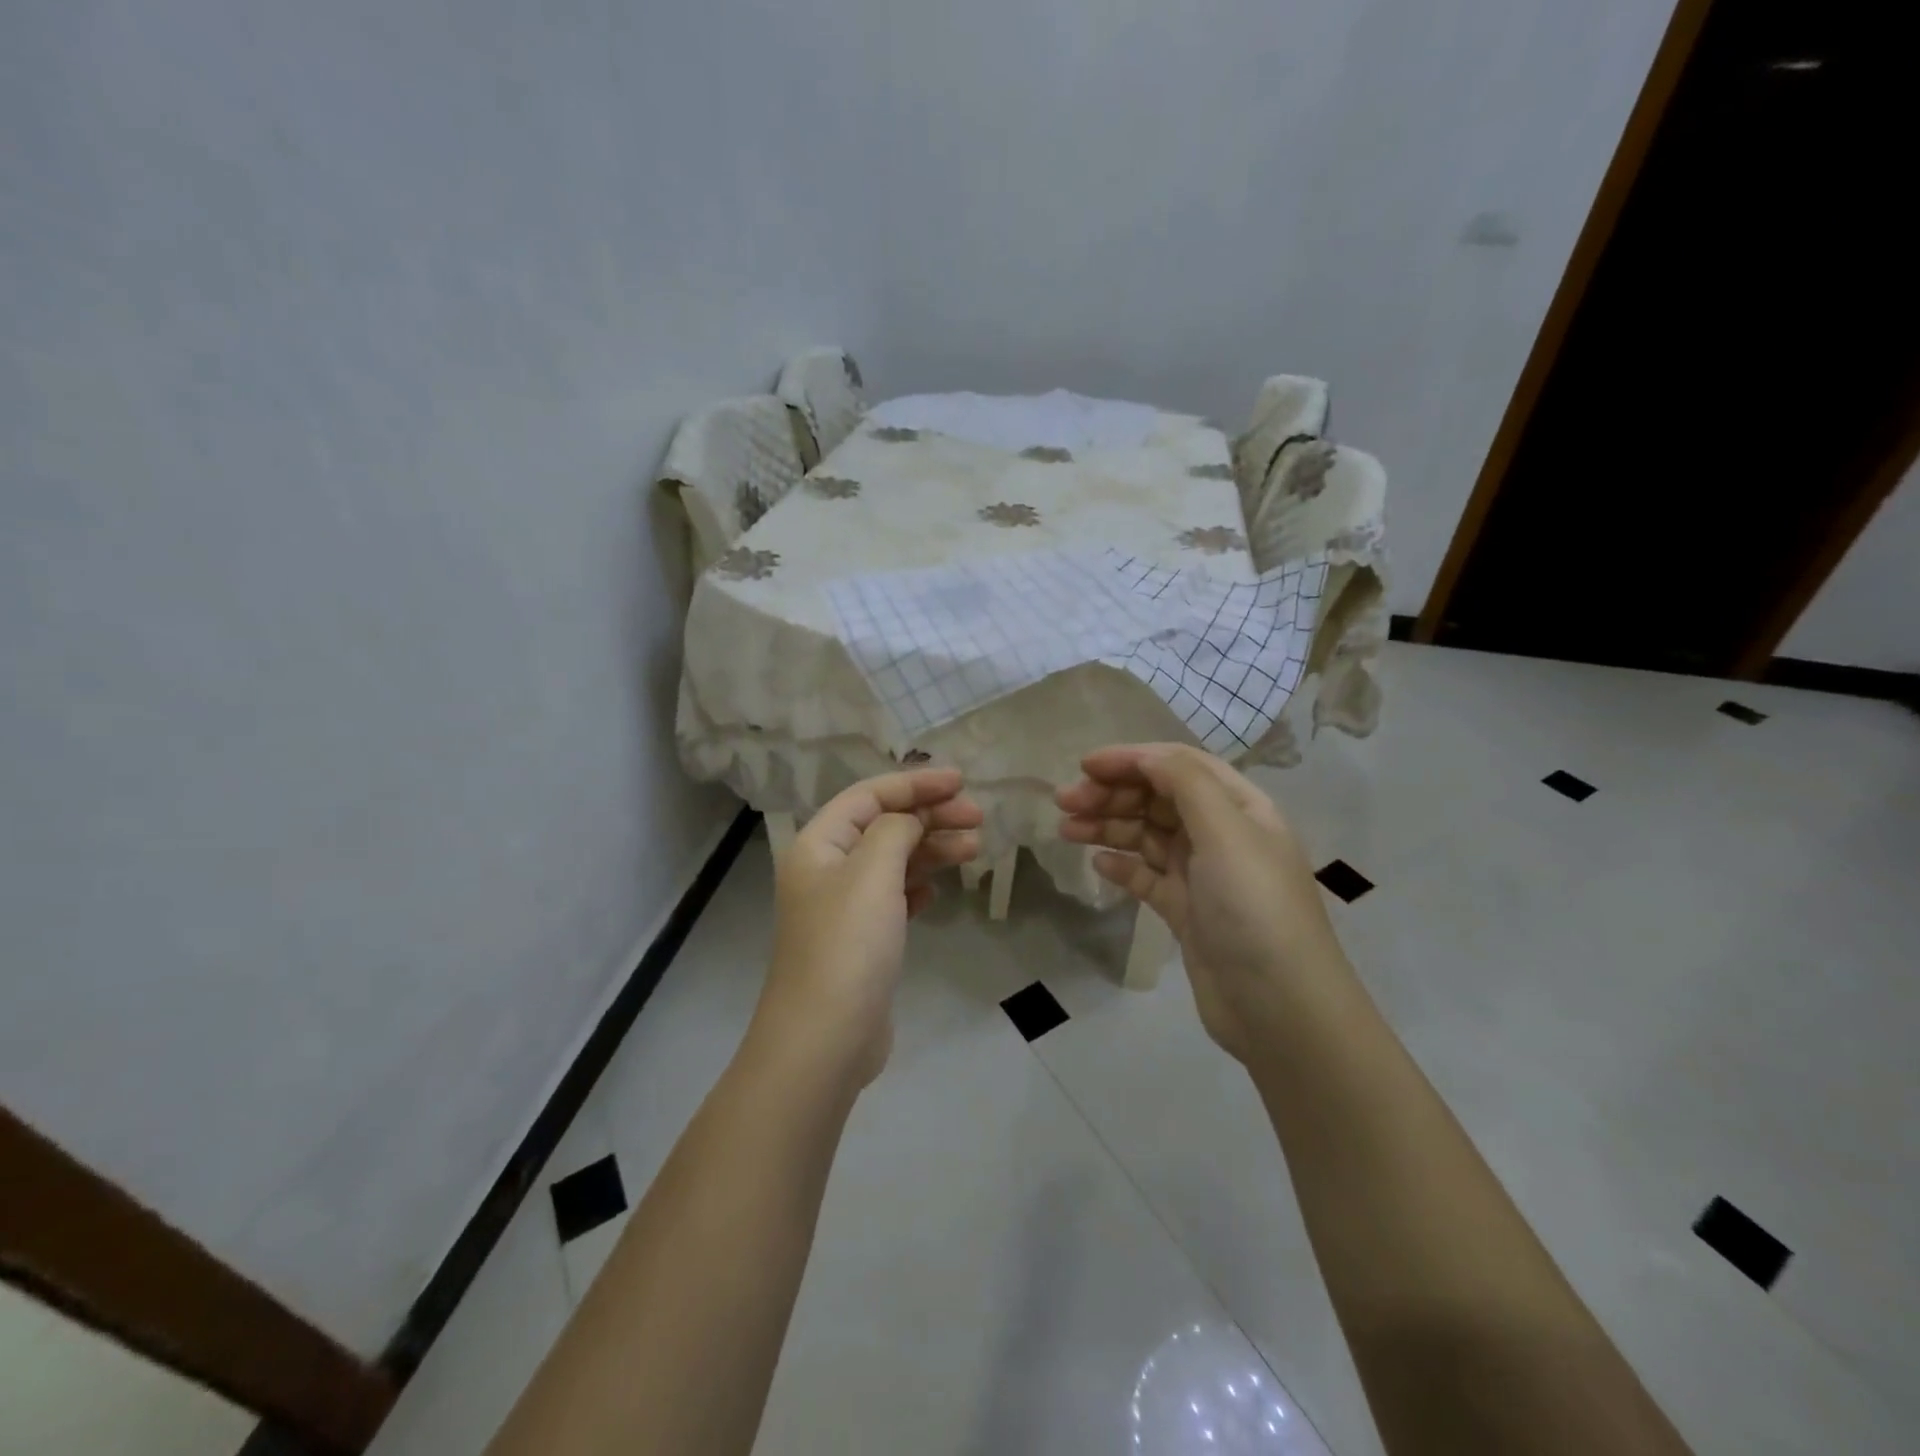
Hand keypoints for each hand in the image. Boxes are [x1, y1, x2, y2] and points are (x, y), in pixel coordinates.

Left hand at [755, 769, 982, 1085]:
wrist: (826, 1037)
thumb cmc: (848, 944)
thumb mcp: (872, 871)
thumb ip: (895, 830)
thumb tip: (908, 822)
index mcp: (818, 844)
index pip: (869, 795)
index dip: (915, 783)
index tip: (961, 782)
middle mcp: (826, 869)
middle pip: (883, 825)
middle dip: (930, 816)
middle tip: (978, 818)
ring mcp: (844, 906)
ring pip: (893, 860)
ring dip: (932, 849)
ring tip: (975, 848)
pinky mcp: (861, 939)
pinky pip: (894, 896)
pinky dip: (918, 884)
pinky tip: (939, 889)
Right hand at [1057, 744, 1348, 1061]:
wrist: (1278, 1006)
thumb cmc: (1254, 907)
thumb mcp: (1226, 832)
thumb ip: (1185, 783)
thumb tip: (1145, 756)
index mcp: (1239, 806)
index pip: (1179, 766)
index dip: (1132, 759)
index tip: (1084, 766)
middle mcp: (1221, 833)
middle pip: (1158, 798)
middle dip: (1112, 793)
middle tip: (1065, 802)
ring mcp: (1203, 874)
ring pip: (1147, 836)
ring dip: (1108, 826)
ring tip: (1066, 830)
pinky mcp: (1186, 910)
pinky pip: (1146, 876)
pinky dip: (1122, 865)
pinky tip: (1098, 864)